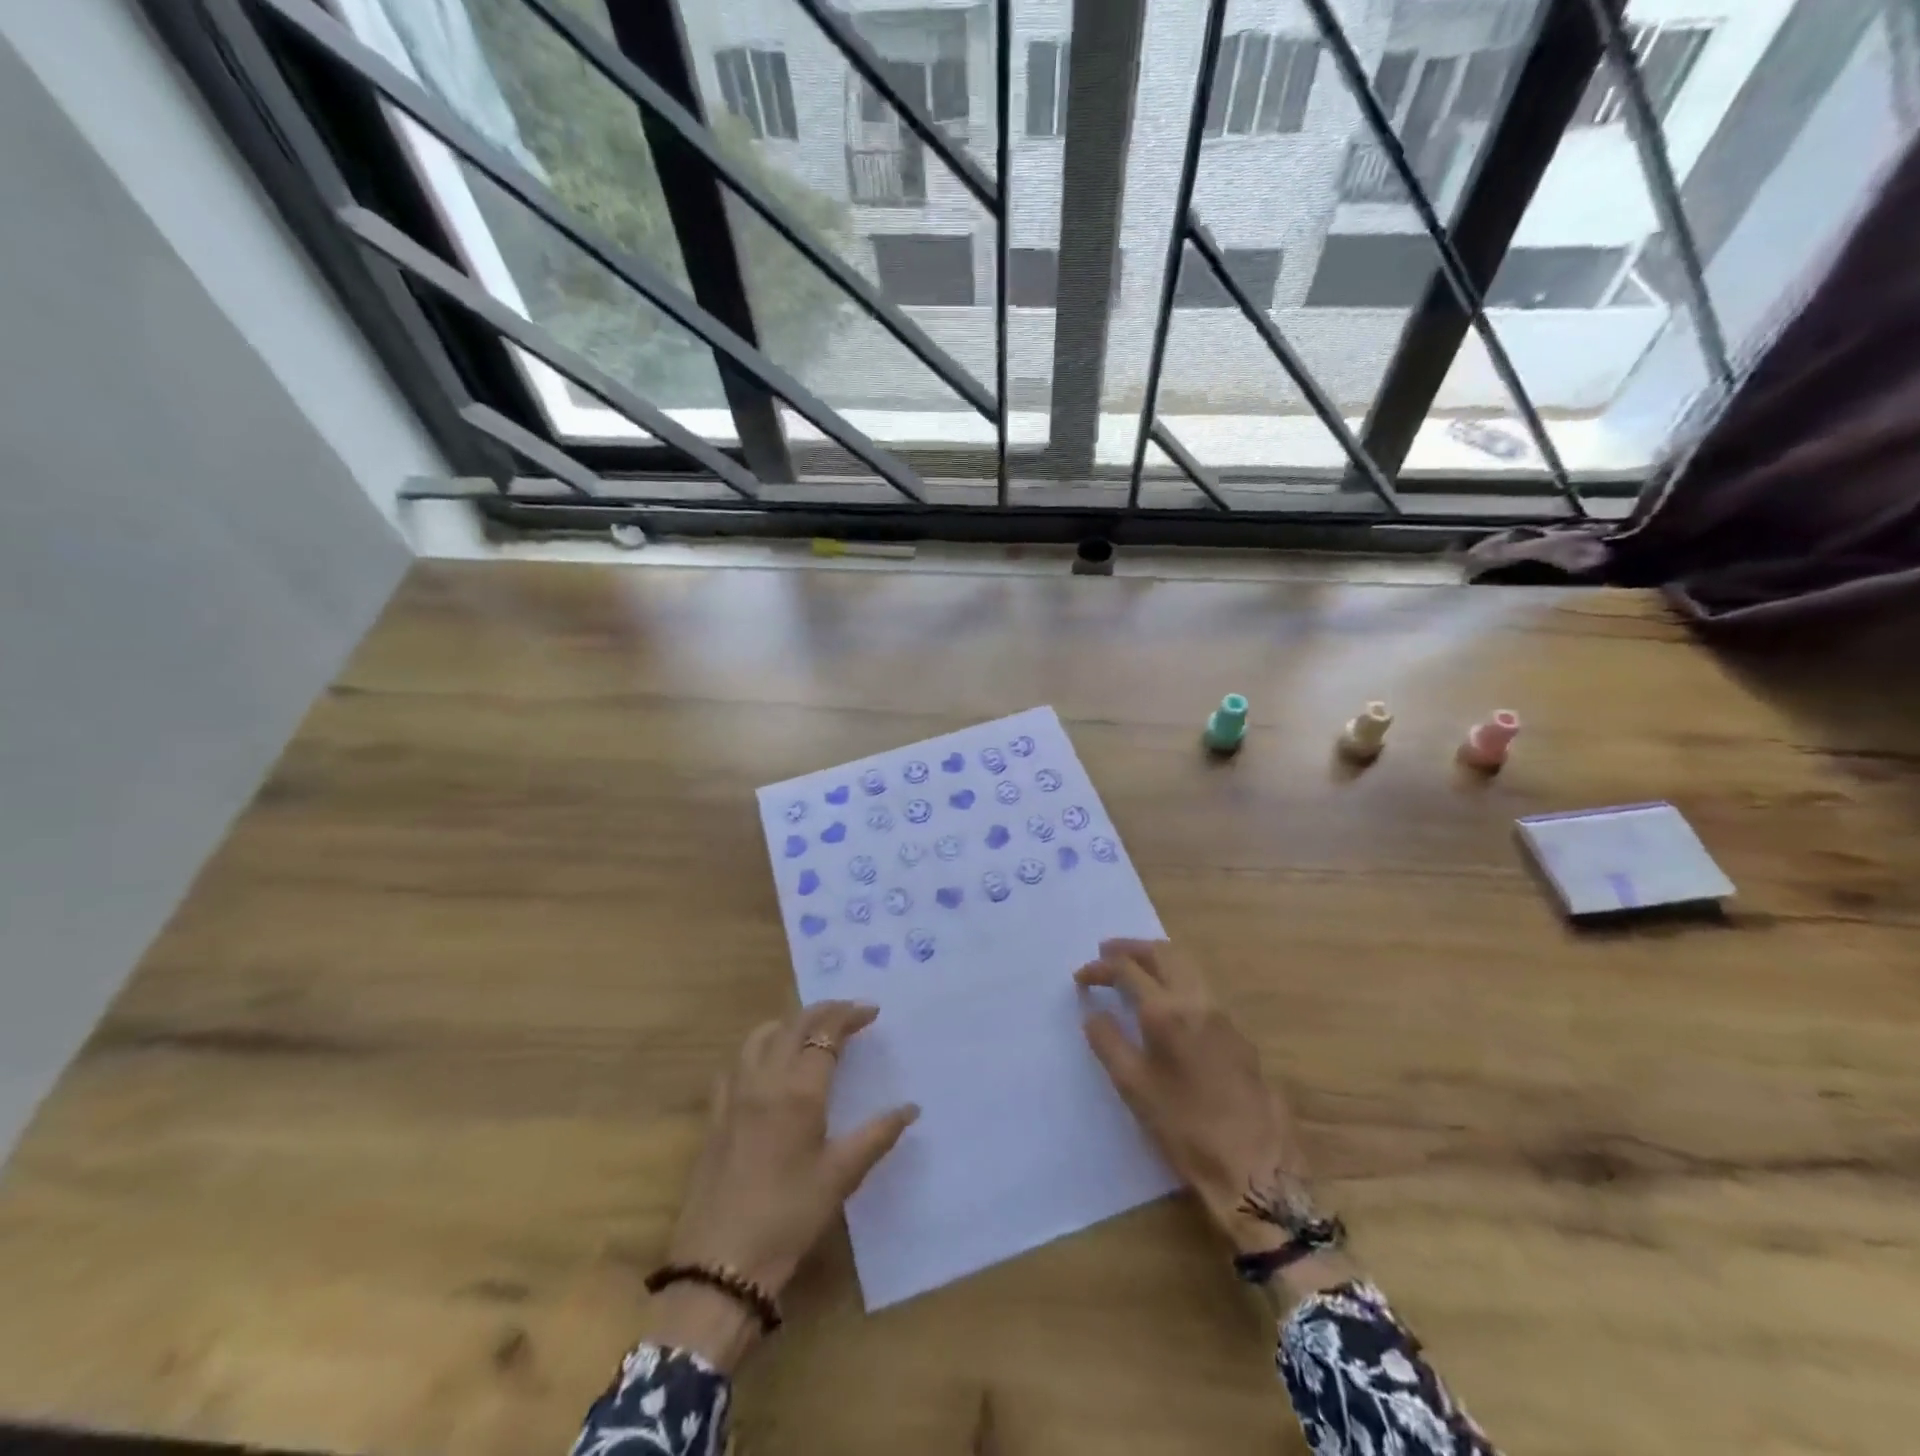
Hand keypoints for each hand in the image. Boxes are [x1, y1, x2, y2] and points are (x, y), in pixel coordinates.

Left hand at [644, 1001, 917, 1368]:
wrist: (719, 1264)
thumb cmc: (788, 1218)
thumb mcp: (841, 1177)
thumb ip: (877, 1135)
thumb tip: (911, 1108)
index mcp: (799, 1090)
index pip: (826, 1032)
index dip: (849, 1015)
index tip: (872, 1012)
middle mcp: (764, 1080)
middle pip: (793, 1025)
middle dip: (824, 1012)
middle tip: (849, 1015)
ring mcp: (734, 1095)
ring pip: (760, 1036)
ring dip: (789, 1024)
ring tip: (811, 1032)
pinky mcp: (714, 1115)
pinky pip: (736, 1062)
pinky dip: (758, 1048)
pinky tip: (767, 1066)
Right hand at [1075, 940, 1321, 1257]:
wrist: (1255, 1165)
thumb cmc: (1185, 1128)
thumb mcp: (1134, 1087)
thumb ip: (1108, 1042)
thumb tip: (1093, 1013)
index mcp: (1167, 1010)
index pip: (1128, 969)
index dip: (1101, 967)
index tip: (1080, 977)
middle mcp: (1197, 1000)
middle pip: (1163, 953)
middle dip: (1132, 948)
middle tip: (1106, 952)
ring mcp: (1222, 1014)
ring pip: (1187, 966)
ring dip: (1157, 959)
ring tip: (1134, 968)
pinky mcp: (1237, 1033)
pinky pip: (1201, 987)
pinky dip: (1177, 978)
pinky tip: (1167, 1000)